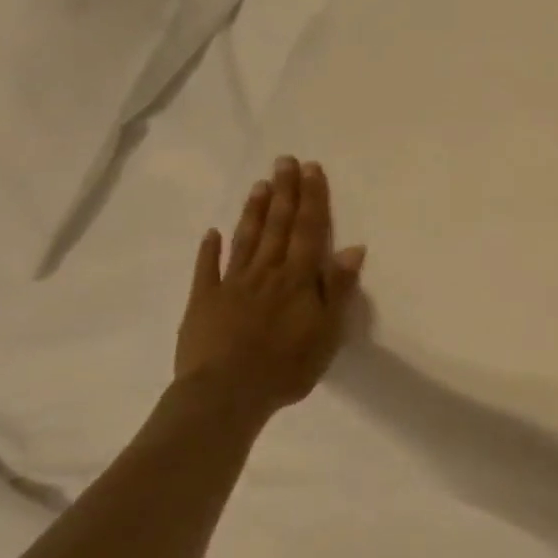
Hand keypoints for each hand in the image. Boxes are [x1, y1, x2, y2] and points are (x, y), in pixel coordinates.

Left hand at [173, 155, 366, 420]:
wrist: (225, 395)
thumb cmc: (287, 366)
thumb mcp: (327, 330)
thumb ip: (337, 287)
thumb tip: (353, 247)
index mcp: (298, 278)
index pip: (309, 230)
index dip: (312, 198)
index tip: (311, 169)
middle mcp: (266, 272)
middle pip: (277, 226)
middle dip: (284, 192)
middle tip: (284, 161)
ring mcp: (232, 285)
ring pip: (246, 240)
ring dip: (254, 211)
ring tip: (260, 184)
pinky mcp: (204, 303)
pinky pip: (207, 271)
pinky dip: (209, 250)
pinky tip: (211, 232)